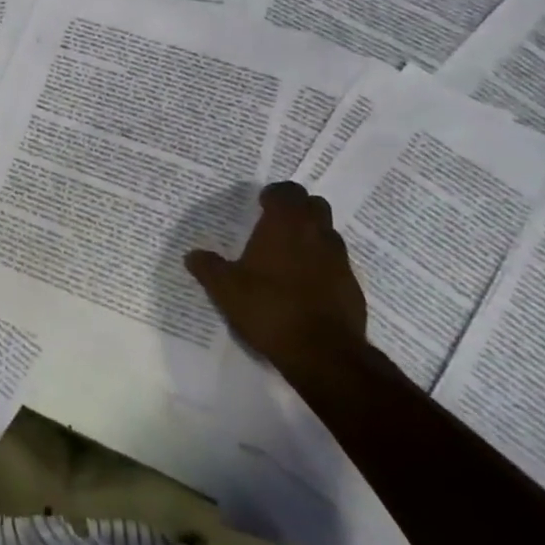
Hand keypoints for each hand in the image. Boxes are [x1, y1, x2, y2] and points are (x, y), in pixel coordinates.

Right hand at [185, 181, 368, 378]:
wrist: (323, 354)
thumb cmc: (269, 308)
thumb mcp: (225, 289)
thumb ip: (208, 267)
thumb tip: (192, 255)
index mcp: (285, 225)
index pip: (287, 191)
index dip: (274, 194)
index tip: (261, 205)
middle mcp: (316, 234)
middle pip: (314, 205)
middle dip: (297, 210)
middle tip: (276, 225)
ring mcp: (339, 260)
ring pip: (327, 234)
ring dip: (311, 237)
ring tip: (288, 257)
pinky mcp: (353, 287)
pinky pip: (336, 264)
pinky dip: (322, 266)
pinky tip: (304, 287)